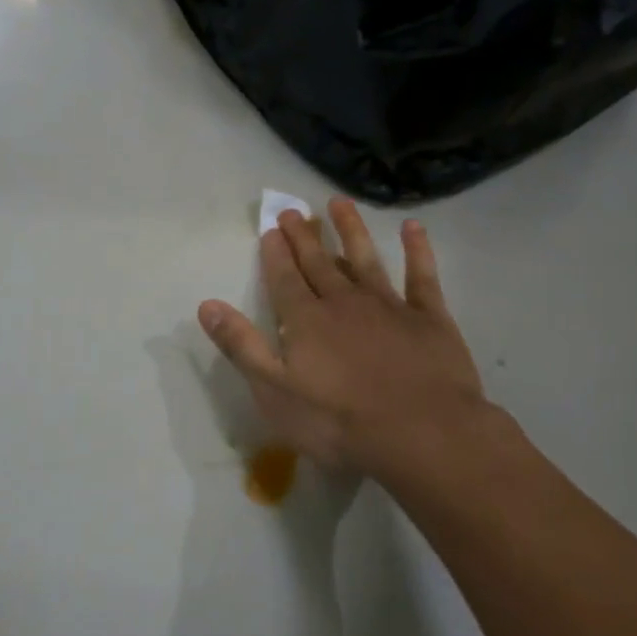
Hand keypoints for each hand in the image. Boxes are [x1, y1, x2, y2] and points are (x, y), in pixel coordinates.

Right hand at [198, 199, 498, 481]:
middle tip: (292, 211)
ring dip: (351, 229)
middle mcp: (344, 302)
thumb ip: (242, 345)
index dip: (275, 254)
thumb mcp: (274, 392)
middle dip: (303, 236)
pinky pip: (421, 276)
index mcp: (306, 320)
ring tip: (339, 202)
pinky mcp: (429, 317)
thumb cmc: (339, 421)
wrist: (421, 433)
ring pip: (365, 258)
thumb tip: (207, 305)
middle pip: (319, 263)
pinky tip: (413, 227)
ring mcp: (389, 306)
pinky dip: (417, 250)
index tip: (270, 229)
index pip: (284, 279)